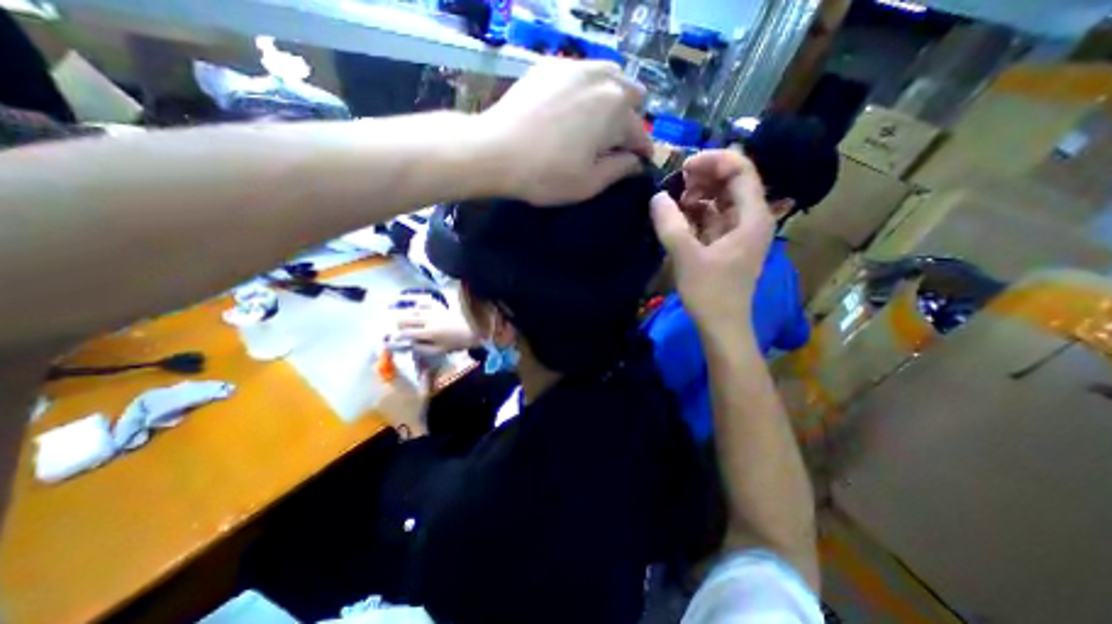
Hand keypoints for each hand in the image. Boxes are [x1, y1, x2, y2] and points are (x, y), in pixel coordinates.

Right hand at [391, 294, 477, 354]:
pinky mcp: (442, 306)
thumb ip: (424, 348)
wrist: (476, 329)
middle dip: (399, 323)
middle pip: (407, 319)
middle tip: (396, 325)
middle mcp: (429, 320)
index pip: (407, 333)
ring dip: (406, 312)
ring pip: (415, 309)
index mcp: (428, 333)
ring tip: (400, 313)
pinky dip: (420, 303)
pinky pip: (427, 301)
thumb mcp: (440, 350)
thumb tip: (410, 345)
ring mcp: (435, 311)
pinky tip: (416, 304)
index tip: (394, 336)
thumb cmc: (458, 343)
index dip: (398, 335)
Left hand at [478, 58, 654, 204]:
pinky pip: (581, 73)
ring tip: (595, 122)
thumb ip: (620, 170)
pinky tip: (570, 109)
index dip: (643, 151)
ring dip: (611, 99)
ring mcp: (575, 67)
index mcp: (616, 111)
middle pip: (631, 95)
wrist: (495, 151)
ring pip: (608, 76)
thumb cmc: (546, 174)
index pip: (641, 133)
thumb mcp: (589, 183)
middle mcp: (602, 79)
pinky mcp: (550, 66)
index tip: (640, 163)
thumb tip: (637, 162)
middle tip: (614, 143)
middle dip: (629, 120)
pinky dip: (585, 90)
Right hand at [655, 152, 774, 331]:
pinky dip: (696, 213)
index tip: (684, 167)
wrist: (721, 325)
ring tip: (674, 203)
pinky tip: (679, 218)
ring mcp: (739, 231)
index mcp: (752, 217)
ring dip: (698, 196)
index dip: (713, 160)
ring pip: (721, 199)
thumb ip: (670, 224)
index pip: (741, 169)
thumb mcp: (686, 256)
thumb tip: (656, 197)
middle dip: (703, 178)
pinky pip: (713, 217)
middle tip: (675, 183)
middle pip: (731, 182)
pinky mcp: (727, 243)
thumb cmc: (710, 292)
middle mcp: (751, 218)